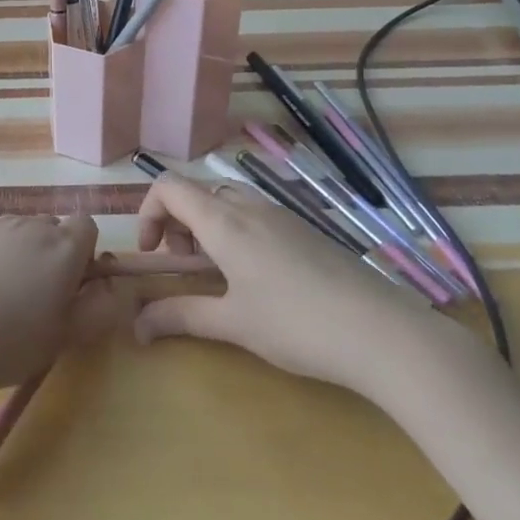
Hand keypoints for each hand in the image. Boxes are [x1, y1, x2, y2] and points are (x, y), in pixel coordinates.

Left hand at [0, 214, 129, 400]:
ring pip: (23, 234)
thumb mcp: (65, 336)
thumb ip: (99, 309)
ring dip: (25, 256)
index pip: (87, 227)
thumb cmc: (8, 341)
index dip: (86, 255)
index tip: (73, 288)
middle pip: (54, 229)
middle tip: (42, 300)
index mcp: (62, 246)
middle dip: (55, 256)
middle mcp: (31, 226)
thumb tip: (112, 286)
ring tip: (6, 301)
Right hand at [132, 173, 465, 405]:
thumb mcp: (233, 323)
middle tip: (186, 267)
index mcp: (224, 221)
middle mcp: (249, 207)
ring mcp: (281, 215)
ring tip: (219, 273)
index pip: (168, 187)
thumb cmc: (297, 324)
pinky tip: (260, 279)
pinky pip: (256, 215)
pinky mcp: (306, 230)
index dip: (148, 213)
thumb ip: (180, 317)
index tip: (153, 254)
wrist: (383, 331)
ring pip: (228, 201)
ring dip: (208, 226)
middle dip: (178, 223)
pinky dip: (238, 233)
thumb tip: (137, 326)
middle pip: (197, 192)